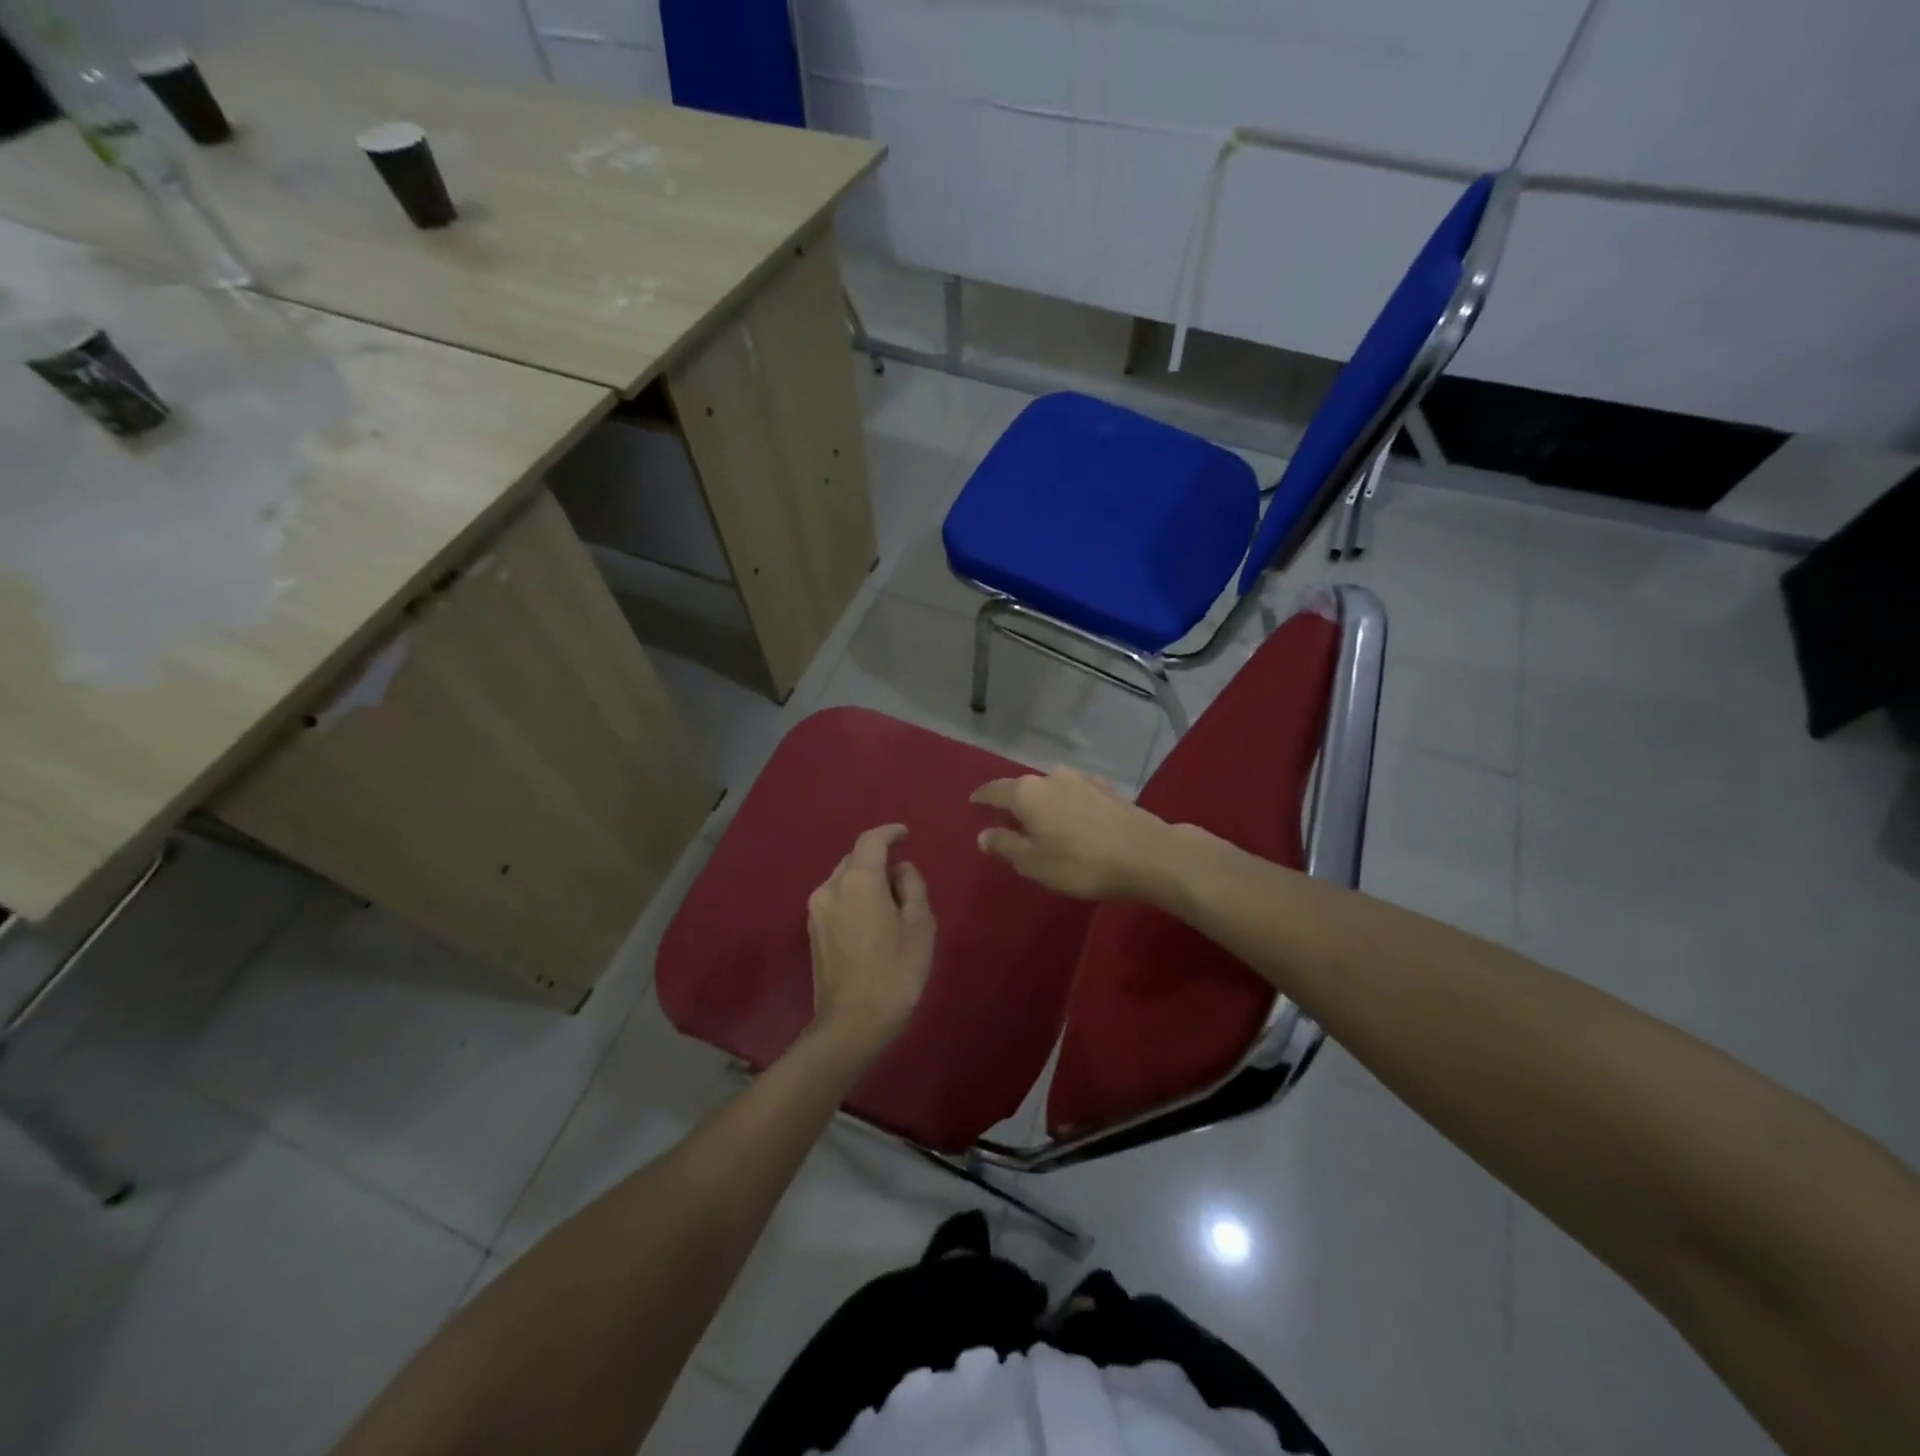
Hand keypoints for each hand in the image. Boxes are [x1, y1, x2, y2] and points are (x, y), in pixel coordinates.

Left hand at [807, 824, 935, 1051]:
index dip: (890, 832)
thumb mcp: (920, 925)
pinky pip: (836, 899)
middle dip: (878, 859)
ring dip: (865, 880)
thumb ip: (912, 886)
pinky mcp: (812, 931)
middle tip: (903, 878)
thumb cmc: (895, 971)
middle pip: (854, 858)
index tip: (906, 834)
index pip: (871, 840)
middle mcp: (830, 887)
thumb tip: (900, 870)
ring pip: (843, 879)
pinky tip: (871, 919)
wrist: (853, 1023)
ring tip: (889, 902)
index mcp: (858, 880)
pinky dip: (854, 897)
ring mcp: (816, 910)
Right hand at [971, 769, 1174, 900]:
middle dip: (1015, 802)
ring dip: (1044, 803)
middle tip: (1008, 821)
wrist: (1146, 853)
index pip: (994, 790)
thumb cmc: (1080, 862)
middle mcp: (1051, 777)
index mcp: (1027, 793)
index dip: (981, 797)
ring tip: (1043, 822)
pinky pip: (1076, 794)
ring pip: (1052, 789)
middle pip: (1024, 788)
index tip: (973, 803)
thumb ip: (1005, 845)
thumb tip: (983, 834)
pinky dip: (1069, 804)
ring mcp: (1082, 779)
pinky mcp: (1107, 788)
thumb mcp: (1034, 862)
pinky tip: (1075, 818)